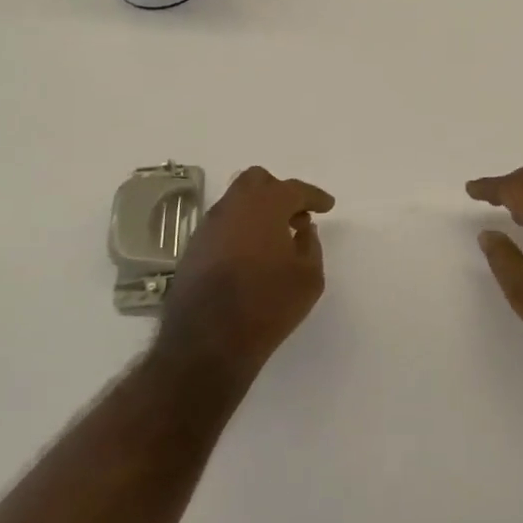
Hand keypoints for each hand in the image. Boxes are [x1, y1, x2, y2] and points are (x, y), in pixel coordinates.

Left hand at [154, 167, 334, 383]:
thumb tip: (303, 230)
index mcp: (266, 205)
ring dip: (258, 210)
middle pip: (258, 181)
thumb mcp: (309, 278)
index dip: (314, 196)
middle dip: (280, 192)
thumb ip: (311, 245)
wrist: (208, 341)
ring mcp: (209, 226)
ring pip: (236, 201)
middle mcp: (234, 206)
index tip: (327, 206)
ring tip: (275, 238)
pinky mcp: (194, 247)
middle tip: (296, 216)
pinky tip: (251, 254)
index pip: (295, 189)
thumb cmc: (268, 305)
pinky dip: (240, 229)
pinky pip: (223, 224)